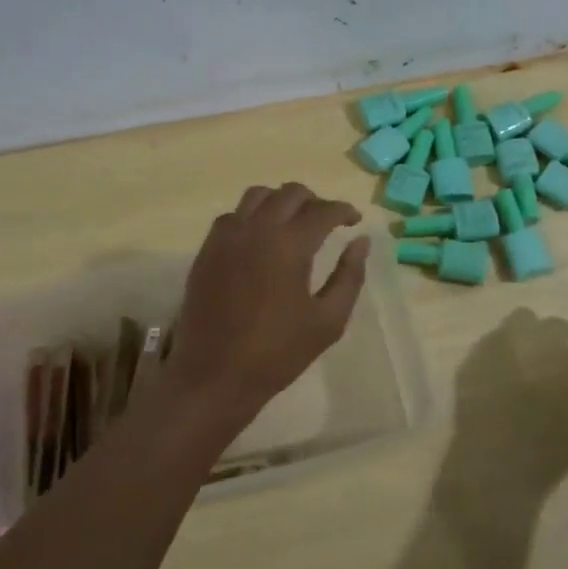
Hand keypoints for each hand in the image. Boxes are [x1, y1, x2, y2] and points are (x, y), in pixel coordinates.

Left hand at [164, 184, 371, 436]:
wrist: (214, 375)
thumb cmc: (277, 352)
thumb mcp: (328, 320)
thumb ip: (350, 275)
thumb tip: (361, 241)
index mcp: (289, 244)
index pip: (322, 210)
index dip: (344, 211)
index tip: (354, 221)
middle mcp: (256, 229)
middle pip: (290, 193)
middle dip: (314, 201)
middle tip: (327, 222)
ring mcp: (226, 237)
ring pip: (257, 195)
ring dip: (281, 201)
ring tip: (293, 224)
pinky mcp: (207, 250)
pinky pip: (232, 216)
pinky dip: (252, 216)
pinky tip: (260, 240)